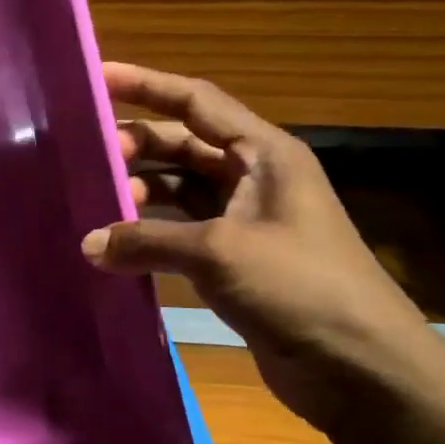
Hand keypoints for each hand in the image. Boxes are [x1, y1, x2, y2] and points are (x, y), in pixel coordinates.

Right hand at [80, 63, 444, 441]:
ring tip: (94, 204)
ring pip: (178, 190)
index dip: (146, 85)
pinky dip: (148, 234)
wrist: (360, 367)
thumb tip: (88, 245)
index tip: (97, 76)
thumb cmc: (299, 287)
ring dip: (139, 193)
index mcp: (264, 154)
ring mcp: (244, 221)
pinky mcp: (235, 261)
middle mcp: (253, 178)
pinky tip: (115, 246)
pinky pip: (180, 232)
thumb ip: (147, 241)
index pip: (196, 101)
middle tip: (85, 154)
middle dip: (136, 145)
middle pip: (182, 145)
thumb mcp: (218, 253)